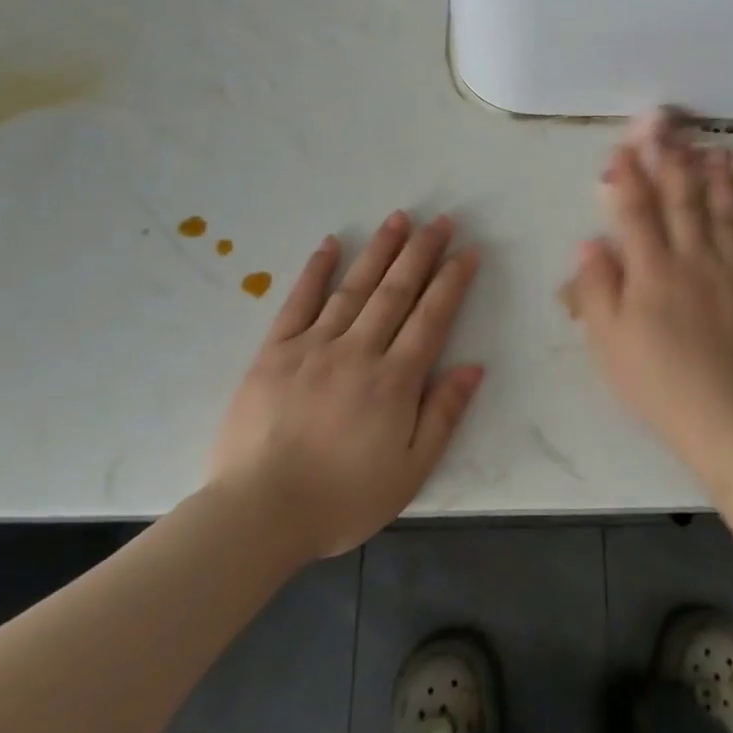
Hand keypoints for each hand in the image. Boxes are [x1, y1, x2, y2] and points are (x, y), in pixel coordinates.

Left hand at [209, 213, 483, 558]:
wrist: (259, 513)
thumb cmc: (342, 499)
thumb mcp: (410, 471)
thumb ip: (443, 415)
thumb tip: (473, 366)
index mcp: (395, 380)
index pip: (431, 317)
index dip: (452, 280)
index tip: (467, 250)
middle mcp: (358, 350)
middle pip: (397, 291)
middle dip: (422, 252)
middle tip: (441, 220)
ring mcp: (313, 346)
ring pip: (354, 287)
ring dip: (380, 250)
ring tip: (399, 218)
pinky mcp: (274, 351)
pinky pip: (298, 302)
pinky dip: (315, 271)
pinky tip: (330, 244)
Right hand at [567, 141, 732, 467]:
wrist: (729, 421)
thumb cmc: (658, 384)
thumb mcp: (608, 343)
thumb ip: (596, 289)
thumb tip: (590, 242)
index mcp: (653, 272)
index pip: (637, 212)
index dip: (630, 176)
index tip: (625, 147)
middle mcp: (695, 259)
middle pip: (684, 201)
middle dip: (675, 163)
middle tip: (673, 132)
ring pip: (727, 212)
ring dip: (720, 178)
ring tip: (716, 151)